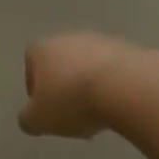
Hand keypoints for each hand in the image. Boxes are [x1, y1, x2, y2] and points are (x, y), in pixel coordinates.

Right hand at [19, 32, 143, 138]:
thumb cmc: (72, 101)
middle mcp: (71, 38)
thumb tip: (29, 118)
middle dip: (65, 85)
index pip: (32, 60)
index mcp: (44, 49)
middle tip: (70, 112)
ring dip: (90, 85)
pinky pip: (114, 71)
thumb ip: (28, 119)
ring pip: (89, 65)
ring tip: (97, 113)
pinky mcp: (130, 50)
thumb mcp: (38, 120)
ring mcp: (102, 41)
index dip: (35, 84)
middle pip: (62, 62)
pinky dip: (113, 86)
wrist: (126, 88)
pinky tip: (118, 106)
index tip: (44, 106)